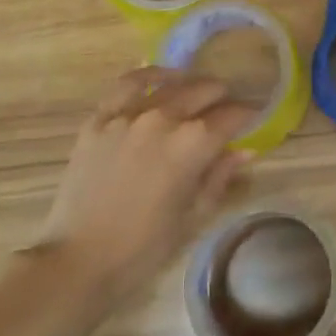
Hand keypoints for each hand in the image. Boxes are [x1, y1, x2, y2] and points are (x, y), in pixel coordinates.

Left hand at [35, 68, 253, 301]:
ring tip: (199, 92)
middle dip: (223, 98)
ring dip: (192, 85)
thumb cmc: (145, 247)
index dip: (249, 115)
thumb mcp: (194, 215)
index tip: (256, 118)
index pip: (233, 115)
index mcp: (193, 144)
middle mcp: (164, 118)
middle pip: (204, 91)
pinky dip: (149, 76)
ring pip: (170, 84)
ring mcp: (127, 115)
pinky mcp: (99, 120)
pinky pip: (127, 85)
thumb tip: (244, 151)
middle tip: (228, 109)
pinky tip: (161, 79)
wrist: (79, 260)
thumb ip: (220, 176)